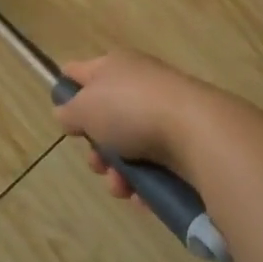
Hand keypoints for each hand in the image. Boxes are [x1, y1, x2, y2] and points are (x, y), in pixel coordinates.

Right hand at [55, 51, 230, 198]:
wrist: (198, 131)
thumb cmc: (131, 110)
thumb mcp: (85, 108)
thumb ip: (68, 112)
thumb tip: (66, 114)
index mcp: (113, 66)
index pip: (79, 71)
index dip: (67, 92)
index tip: (64, 119)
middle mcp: (138, 84)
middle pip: (104, 117)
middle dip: (96, 148)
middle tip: (97, 163)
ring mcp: (163, 112)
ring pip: (128, 146)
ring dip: (117, 172)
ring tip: (121, 187)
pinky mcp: (185, 141)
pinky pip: (154, 164)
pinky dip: (144, 182)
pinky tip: (142, 196)